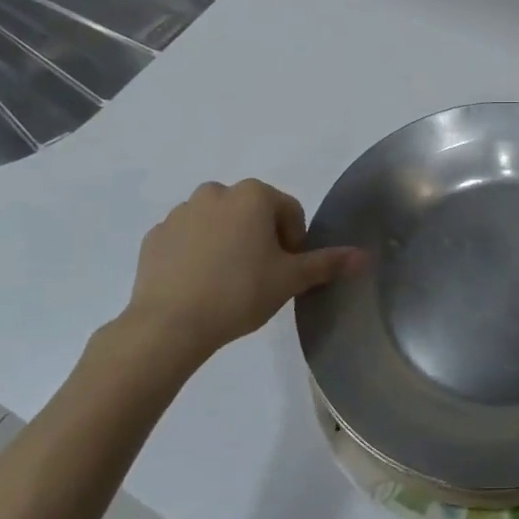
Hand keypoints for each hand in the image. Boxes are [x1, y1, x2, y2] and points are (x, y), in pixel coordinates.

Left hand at [117, 180, 362, 372]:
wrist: (169, 325)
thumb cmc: (240, 293)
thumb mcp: (291, 279)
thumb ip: (327, 263)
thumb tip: (363, 256)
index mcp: (253, 195)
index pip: (289, 211)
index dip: (295, 241)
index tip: (287, 271)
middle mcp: (216, 192)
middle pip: (252, 212)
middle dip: (261, 238)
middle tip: (261, 276)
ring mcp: (180, 212)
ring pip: (218, 223)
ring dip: (229, 242)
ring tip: (229, 281)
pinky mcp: (155, 236)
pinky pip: (187, 239)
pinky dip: (198, 253)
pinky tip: (200, 284)